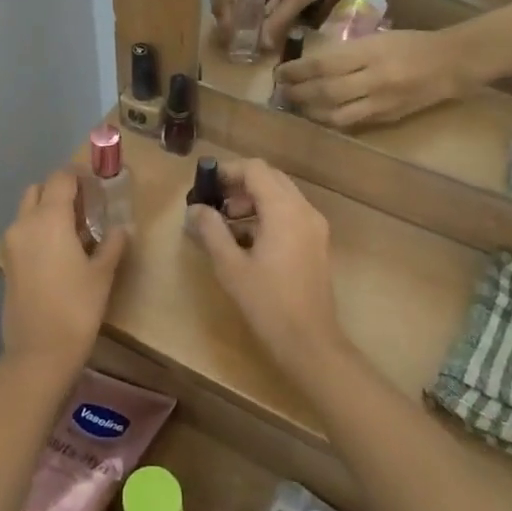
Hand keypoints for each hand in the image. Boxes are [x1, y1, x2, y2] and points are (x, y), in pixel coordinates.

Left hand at [0, 170, 127, 371]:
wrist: (39, 352)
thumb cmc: (77, 308)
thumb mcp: (103, 274)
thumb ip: (112, 244)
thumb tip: (122, 228)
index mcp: (49, 219)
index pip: (61, 179)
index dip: (79, 176)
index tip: (97, 185)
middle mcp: (25, 223)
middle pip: (39, 190)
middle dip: (60, 190)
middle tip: (85, 206)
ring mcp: (12, 244)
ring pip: (27, 211)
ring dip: (47, 210)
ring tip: (75, 230)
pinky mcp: (8, 263)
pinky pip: (23, 232)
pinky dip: (39, 230)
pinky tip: (60, 252)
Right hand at [187, 159, 344, 368]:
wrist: (309, 341)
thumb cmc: (267, 302)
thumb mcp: (230, 265)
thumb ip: (211, 230)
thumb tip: (195, 208)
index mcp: (284, 210)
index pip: (255, 169)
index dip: (227, 171)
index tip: (204, 185)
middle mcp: (304, 210)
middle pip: (270, 178)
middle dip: (239, 185)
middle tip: (214, 204)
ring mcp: (314, 227)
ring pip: (281, 196)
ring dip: (252, 201)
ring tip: (225, 225)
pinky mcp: (316, 243)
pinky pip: (290, 214)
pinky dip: (267, 216)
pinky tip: (246, 241)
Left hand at [276, 28, 477, 127]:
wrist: (453, 62)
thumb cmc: (412, 43)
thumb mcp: (378, 38)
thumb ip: (348, 52)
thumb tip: (313, 64)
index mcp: (370, 52)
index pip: (324, 64)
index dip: (297, 71)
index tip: (280, 72)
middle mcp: (374, 78)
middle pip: (325, 91)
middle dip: (298, 93)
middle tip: (282, 91)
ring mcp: (381, 101)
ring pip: (335, 114)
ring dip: (311, 112)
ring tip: (296, 106)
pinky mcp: (388, 117)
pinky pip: (353, 123)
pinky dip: (332, 120)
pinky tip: (319, 116)